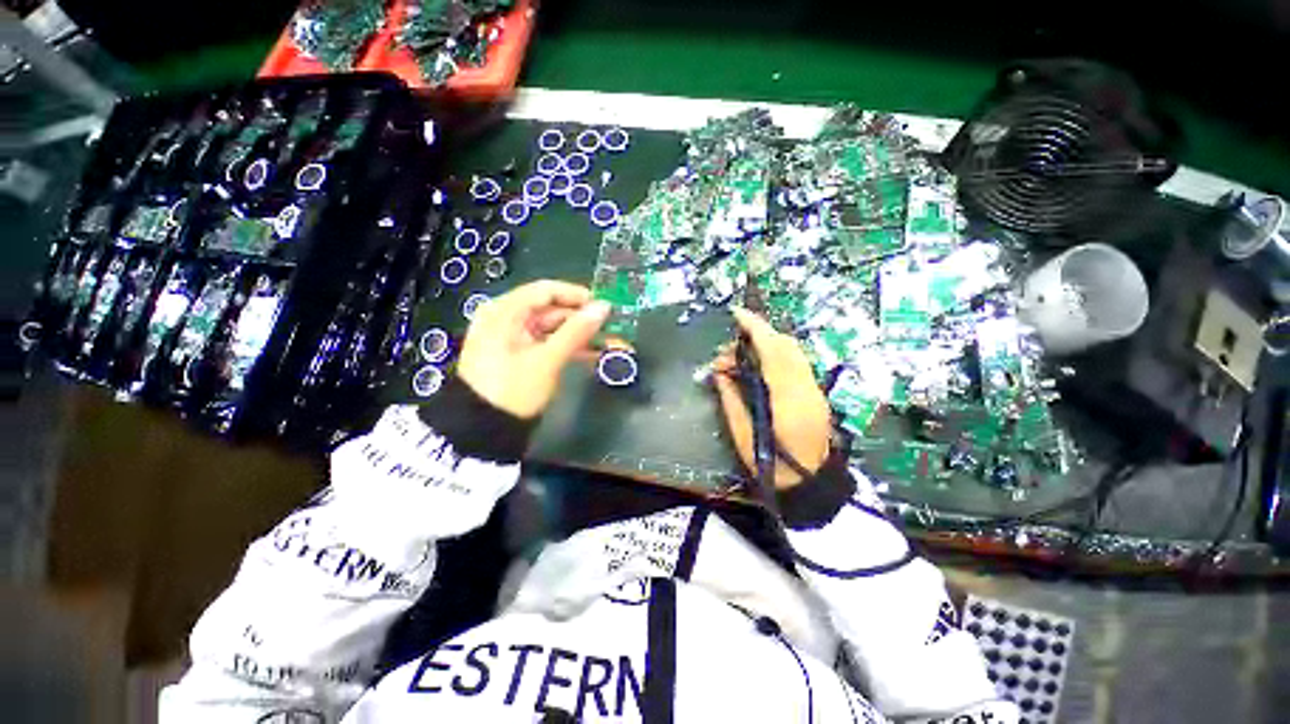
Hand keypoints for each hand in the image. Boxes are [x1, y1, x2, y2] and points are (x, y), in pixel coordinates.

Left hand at [457, 280, 609, 418]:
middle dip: (584, 320)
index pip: (545, 290)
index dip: (576, 295)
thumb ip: (577, 331)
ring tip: (612, 343)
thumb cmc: (513, 389)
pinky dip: (571, 348)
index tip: (604, 305)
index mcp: (505, 312)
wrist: (485, 432)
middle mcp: (508, 319)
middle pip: (552, 310)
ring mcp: (516, 339)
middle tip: (613, 327)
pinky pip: (550, 344)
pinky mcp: (523, 356)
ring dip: (582, 336)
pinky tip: (595, 355)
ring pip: (555, 329)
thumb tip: (604, 307)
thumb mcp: (547, 360)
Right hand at [712, 308, 831, 490]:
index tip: (736, 314)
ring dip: (767, 345)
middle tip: (730, 348)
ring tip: (741, 359)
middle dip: (757, 335)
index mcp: (786, 398)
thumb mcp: (741, 432)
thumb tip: (719, 371)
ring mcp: (815, 389)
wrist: (810, 485)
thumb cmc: (771, 465)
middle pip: (785, 345)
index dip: (754, 328)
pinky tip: (760, 367)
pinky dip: (776, 356)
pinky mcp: (816, 393)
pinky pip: (796, 363)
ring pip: (793, 351)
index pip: (772, 350)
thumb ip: (730, 396)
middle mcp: (806, 387)